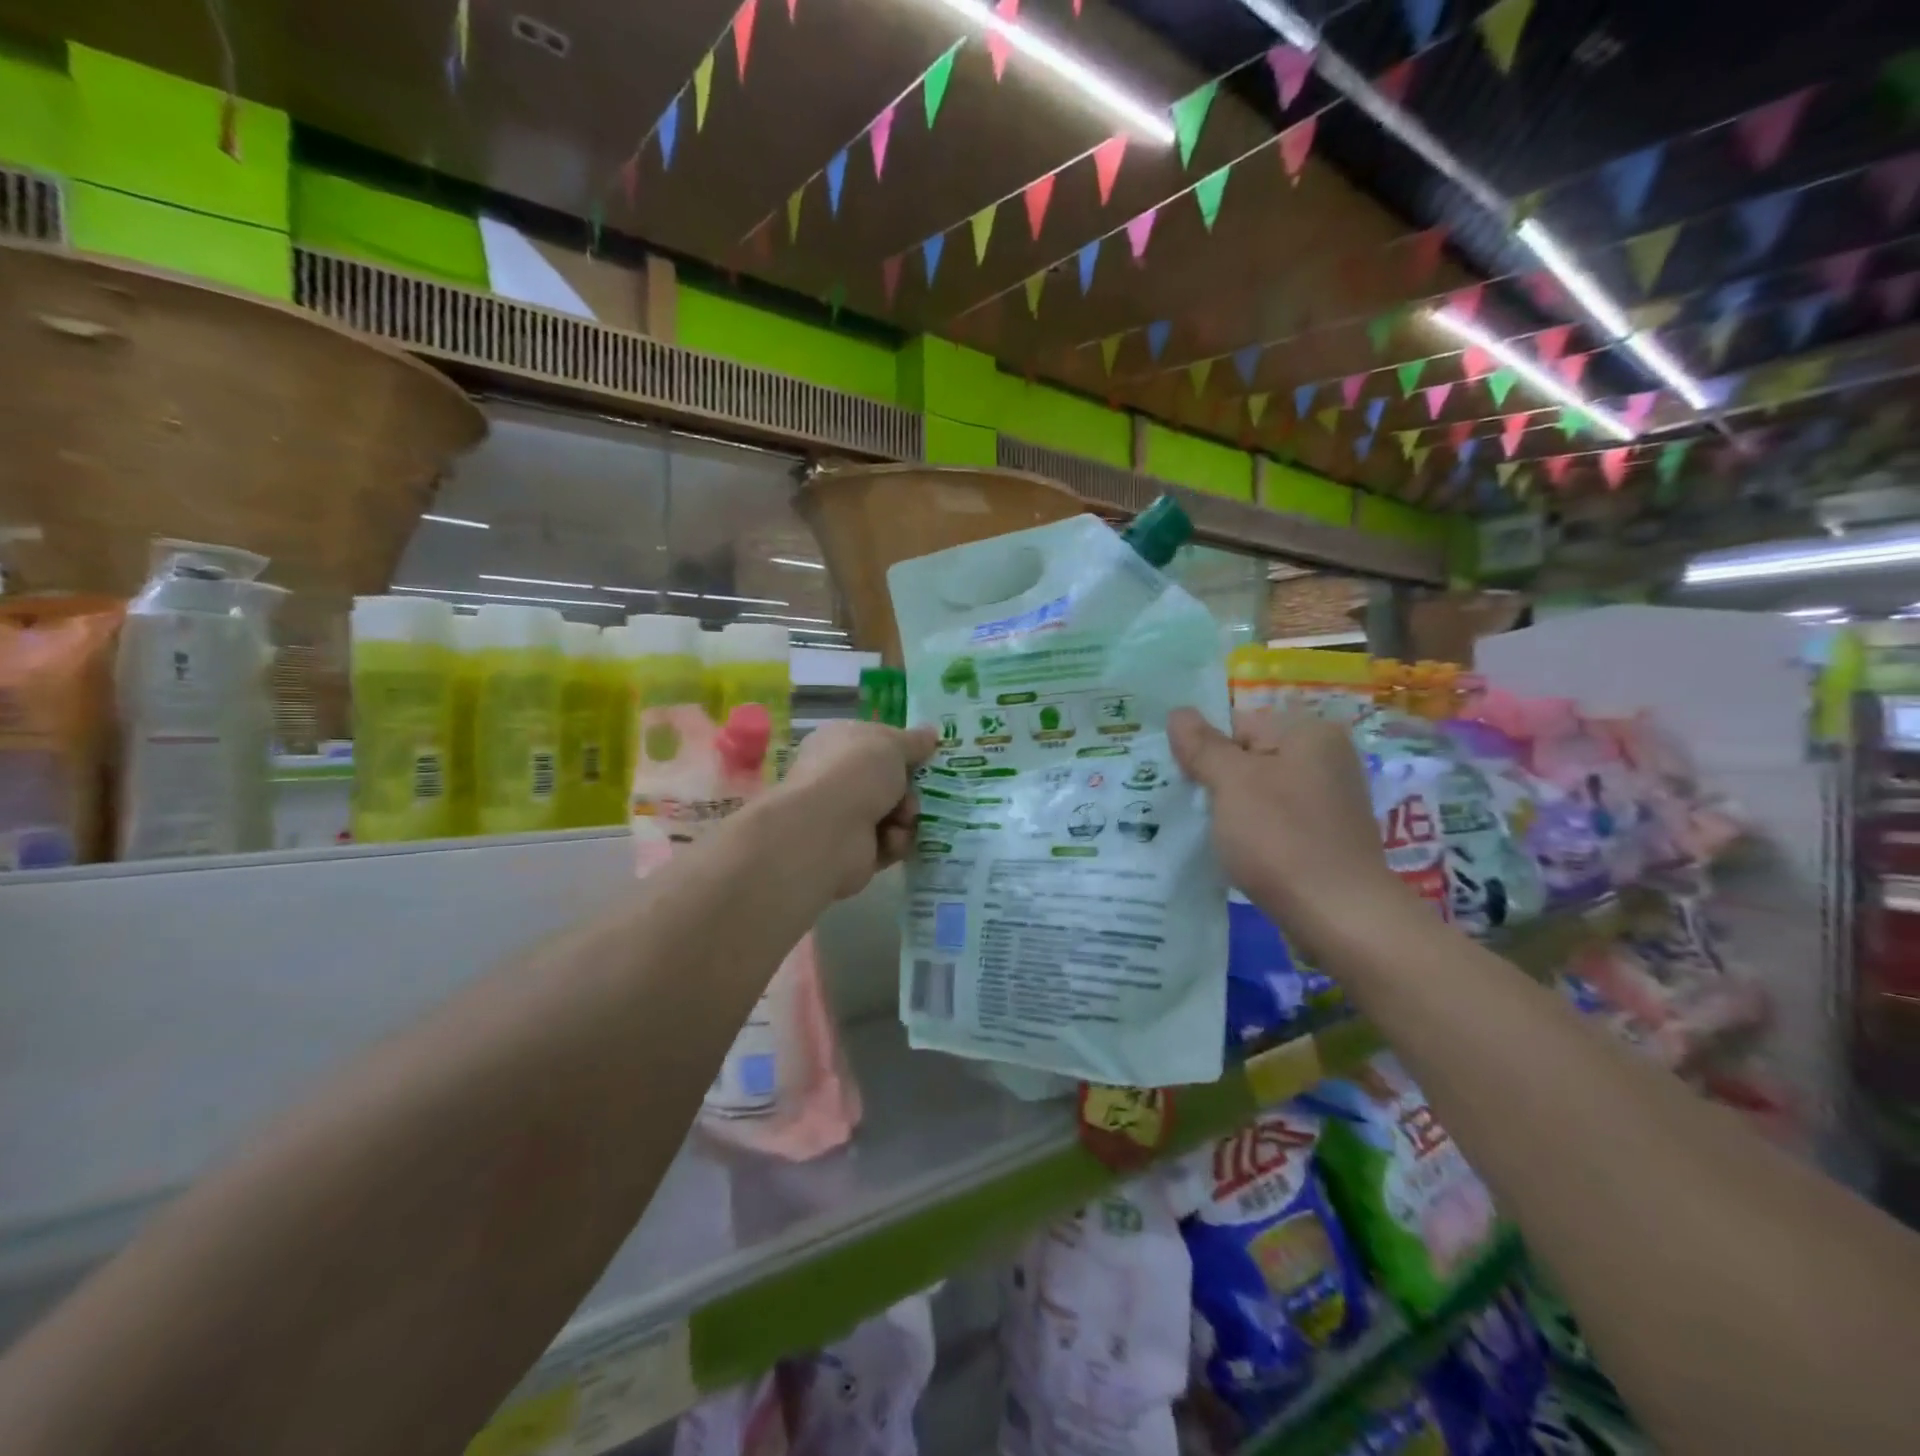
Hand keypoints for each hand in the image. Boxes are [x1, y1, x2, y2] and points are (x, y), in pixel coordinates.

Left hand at [780, 720, 937, 898]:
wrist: (828, 829)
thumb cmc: (857, 772)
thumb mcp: (893, 744)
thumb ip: (915, 741)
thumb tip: (931, 733)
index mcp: (838, 743)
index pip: (873, 742)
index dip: (900, 748)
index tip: (925, 755)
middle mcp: (837, 777)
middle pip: (887, 781)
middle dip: (910, 788)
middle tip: (919, 792)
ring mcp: (843, 815)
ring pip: (892, 813)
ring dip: (907, 816)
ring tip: (905, 818)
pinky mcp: (854, 849)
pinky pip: (888, 843)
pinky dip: (895, 841)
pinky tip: (891, 839)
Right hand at [1168, 707, 1407, 955]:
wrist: (1339, 916)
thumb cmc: (1280, 838)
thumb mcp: (1231, 783)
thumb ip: (1202, 745)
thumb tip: (1179, 712)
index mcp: (1309, 732)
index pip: (1237, 725)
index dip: (1206, 753)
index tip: (1188, 786)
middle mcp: (1327, 757)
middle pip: (1250, 758)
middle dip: (1218, 782)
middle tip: (1195, 812)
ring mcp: (1331, 799)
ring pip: (1261, 792)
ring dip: (1233, 811)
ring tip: (1213, 837)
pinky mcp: (1328, 836)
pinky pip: (1278, 821)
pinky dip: (1256, 834)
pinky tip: (1241, 855)